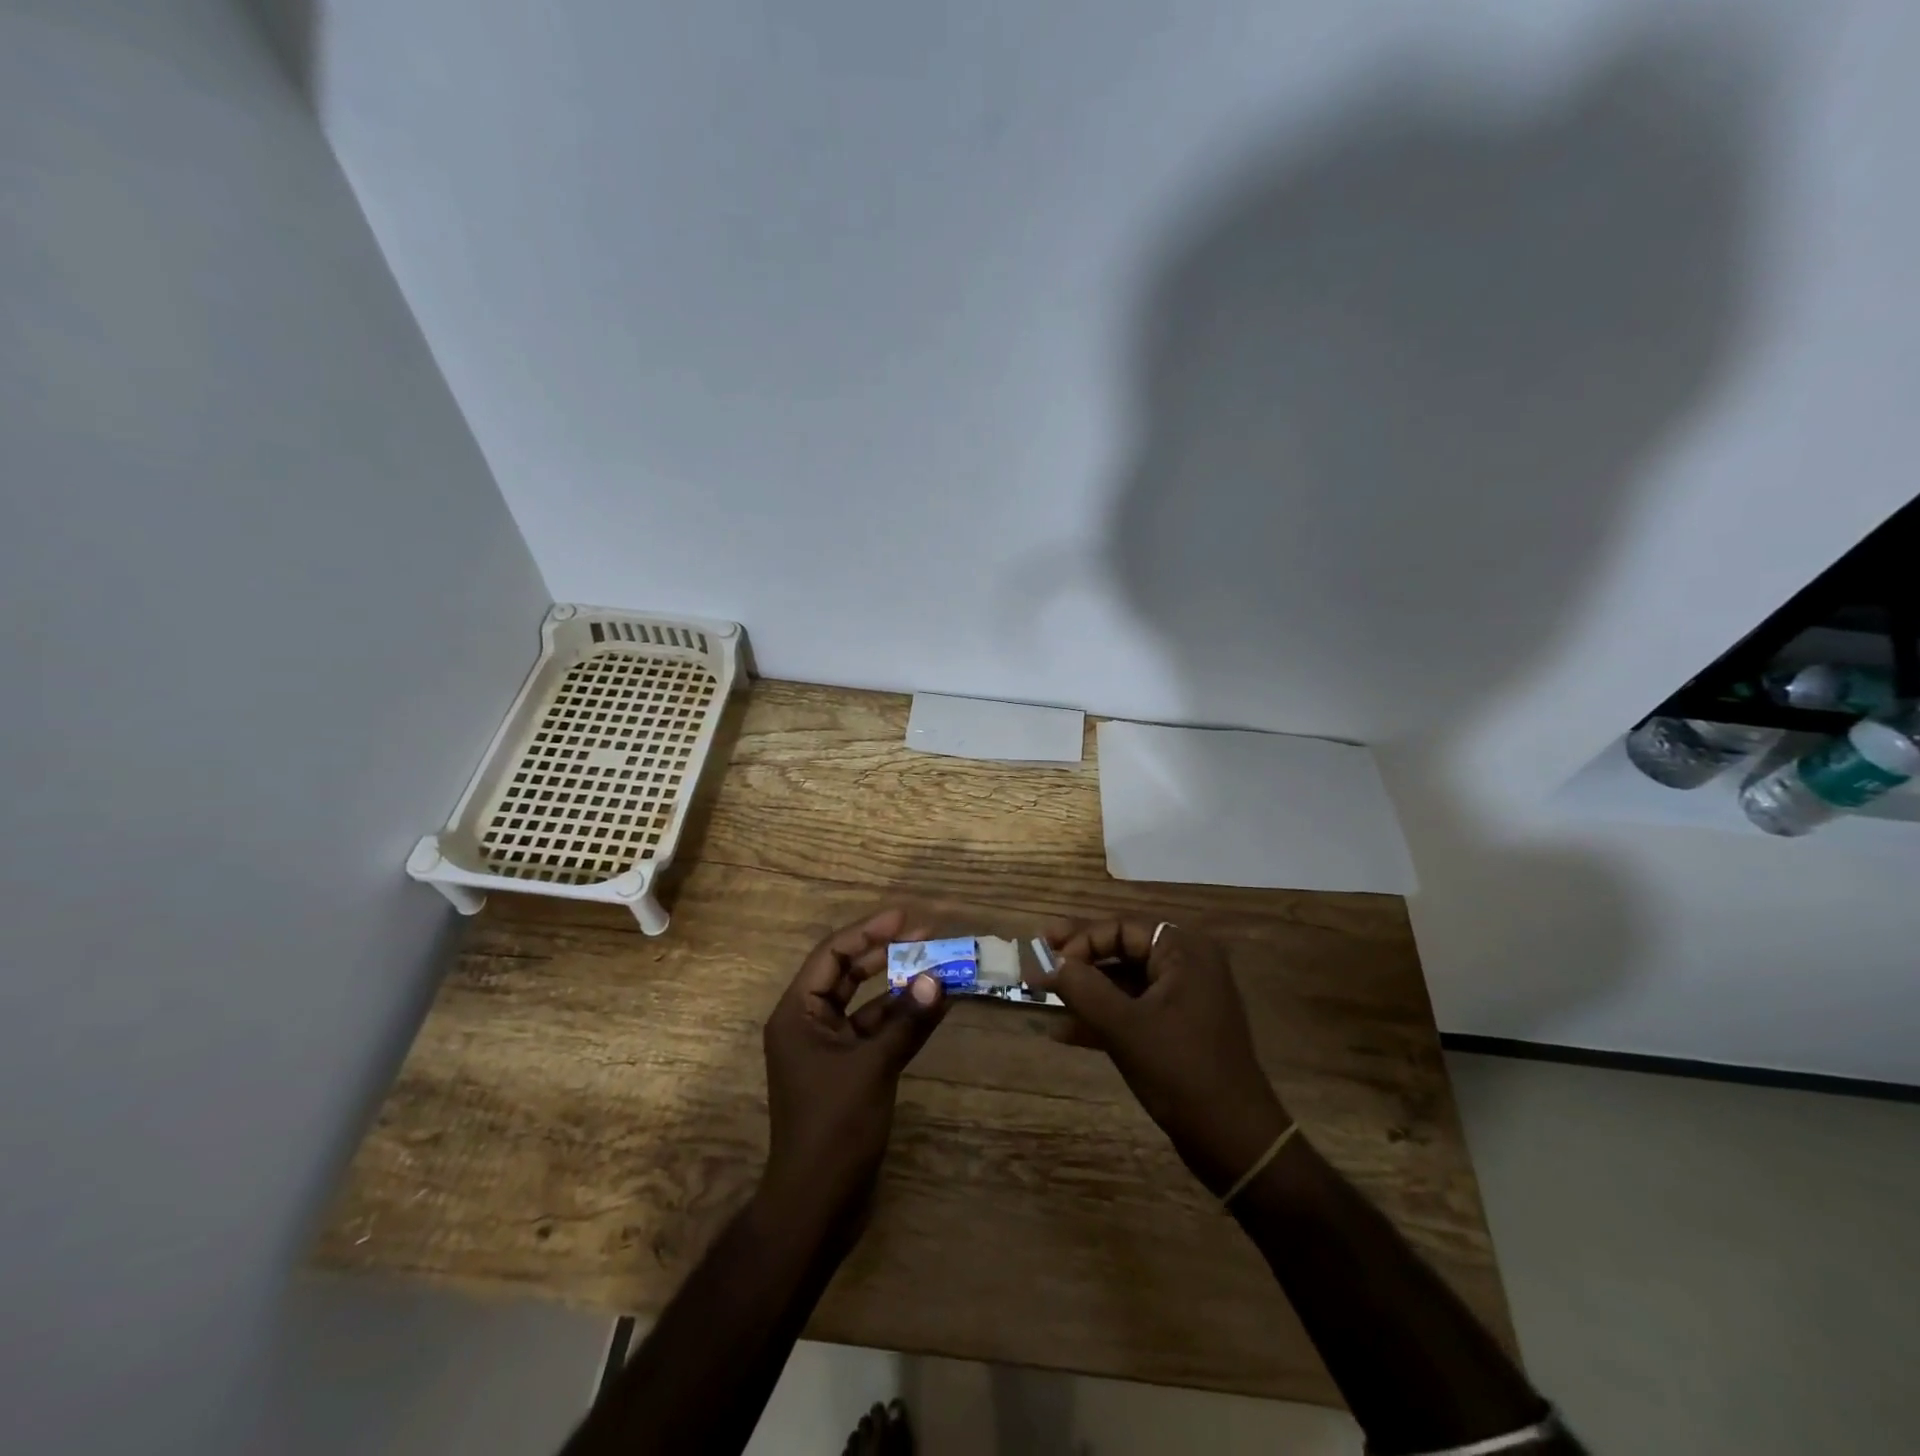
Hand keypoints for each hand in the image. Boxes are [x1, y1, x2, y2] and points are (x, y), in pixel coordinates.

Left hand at [760, 908, 947, 1223]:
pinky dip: (903, 1018)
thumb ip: (908, 1021)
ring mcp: (830, 1048)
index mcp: (798, 1014)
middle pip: (848, 972)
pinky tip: (935, 1006)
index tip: (906, 917)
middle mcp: (809, 1023)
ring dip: (900, 985)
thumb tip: (941, 979)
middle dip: (886, 952)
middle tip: (927, 934)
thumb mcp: (873, 1068)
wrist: (818, 1206)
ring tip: (939, 964)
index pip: (832, 955)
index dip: (868, 931)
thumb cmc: (834, 1128)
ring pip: (867, 1002)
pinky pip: (877, 1030)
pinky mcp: (850, 1070)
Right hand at [1036, 919, 1289, 1194]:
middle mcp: (1187, 965)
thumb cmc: (1181, 1071)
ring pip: (1123, 982)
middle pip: (1122, 949)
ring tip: (1043, 996)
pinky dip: (1101, 1017)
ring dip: (1085, 990)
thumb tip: (1049, 962)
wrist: (1235, 1141)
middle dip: (1079, 960)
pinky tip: (1063, 1032)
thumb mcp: (1125, 1027)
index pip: (1122, 928)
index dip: (1081, 941)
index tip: (1049, 961)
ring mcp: (1183, 998)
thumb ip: (1083, 988)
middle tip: (1038, 958)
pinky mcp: (1177, 1029)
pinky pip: (1132, 1010)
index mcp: (1184, 951)